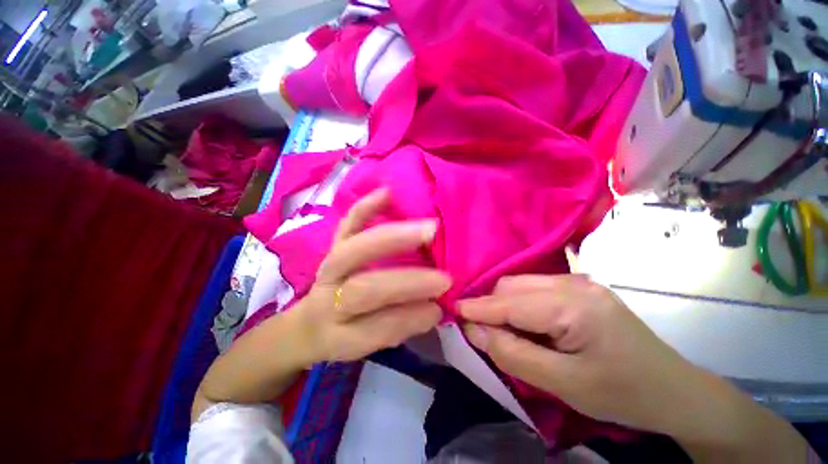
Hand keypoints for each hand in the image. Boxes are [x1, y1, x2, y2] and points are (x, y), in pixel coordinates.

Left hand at [194, 188, 448, 418]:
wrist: (310, 322)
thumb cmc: (345, 333)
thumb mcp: (371, 344)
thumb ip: (403, 326)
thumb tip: (435, 308)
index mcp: (340, 333)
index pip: (377, 327)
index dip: (410, 317)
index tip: (440, 307)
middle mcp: (329, 299)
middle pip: (364, 288)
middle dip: (406, 282)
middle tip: (443, 276)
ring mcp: (330, 265)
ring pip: (354, 249)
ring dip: (394, 239)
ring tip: (428, 229)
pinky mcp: (333, 245)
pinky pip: (347, 224)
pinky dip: (366, 207)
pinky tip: (387, 193)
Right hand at [459, 274, 694, 434]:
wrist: (673, 391)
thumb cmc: (622, 393)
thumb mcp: (563, 384)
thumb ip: (513, 355)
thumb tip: (475, 331)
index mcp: (573, 305)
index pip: (510, 302)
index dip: (477, 308)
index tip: (452, 312)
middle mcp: (573, 283)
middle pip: (513, 287)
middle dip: (491, 307)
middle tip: (481, 331)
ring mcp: (578, 282)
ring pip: (521, 285)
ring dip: (504, 305)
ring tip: (502, 330)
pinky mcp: (580, 288)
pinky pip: (535, 289)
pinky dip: (520, 304)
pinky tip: (524, 323)